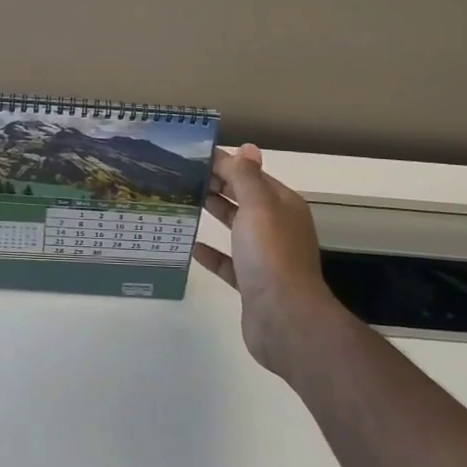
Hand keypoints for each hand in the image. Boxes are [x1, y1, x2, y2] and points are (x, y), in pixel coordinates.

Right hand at [193, 143, 337, 375]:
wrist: (284, 319)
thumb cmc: (271, 254)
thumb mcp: (258, 205)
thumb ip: (247, 176)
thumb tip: (247, 147)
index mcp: (283, 205)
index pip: (252, 175)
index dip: (226, 164)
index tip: (193, 156)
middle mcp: (277, 227)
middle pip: (244, 198)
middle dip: (217, 185)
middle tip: (182, 174)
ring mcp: (266, 257)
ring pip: (237, 227)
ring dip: (214, 213)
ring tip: (184, 200)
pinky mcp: (252, 283)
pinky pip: (228, 262)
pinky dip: (212, 252)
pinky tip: (191, 245)